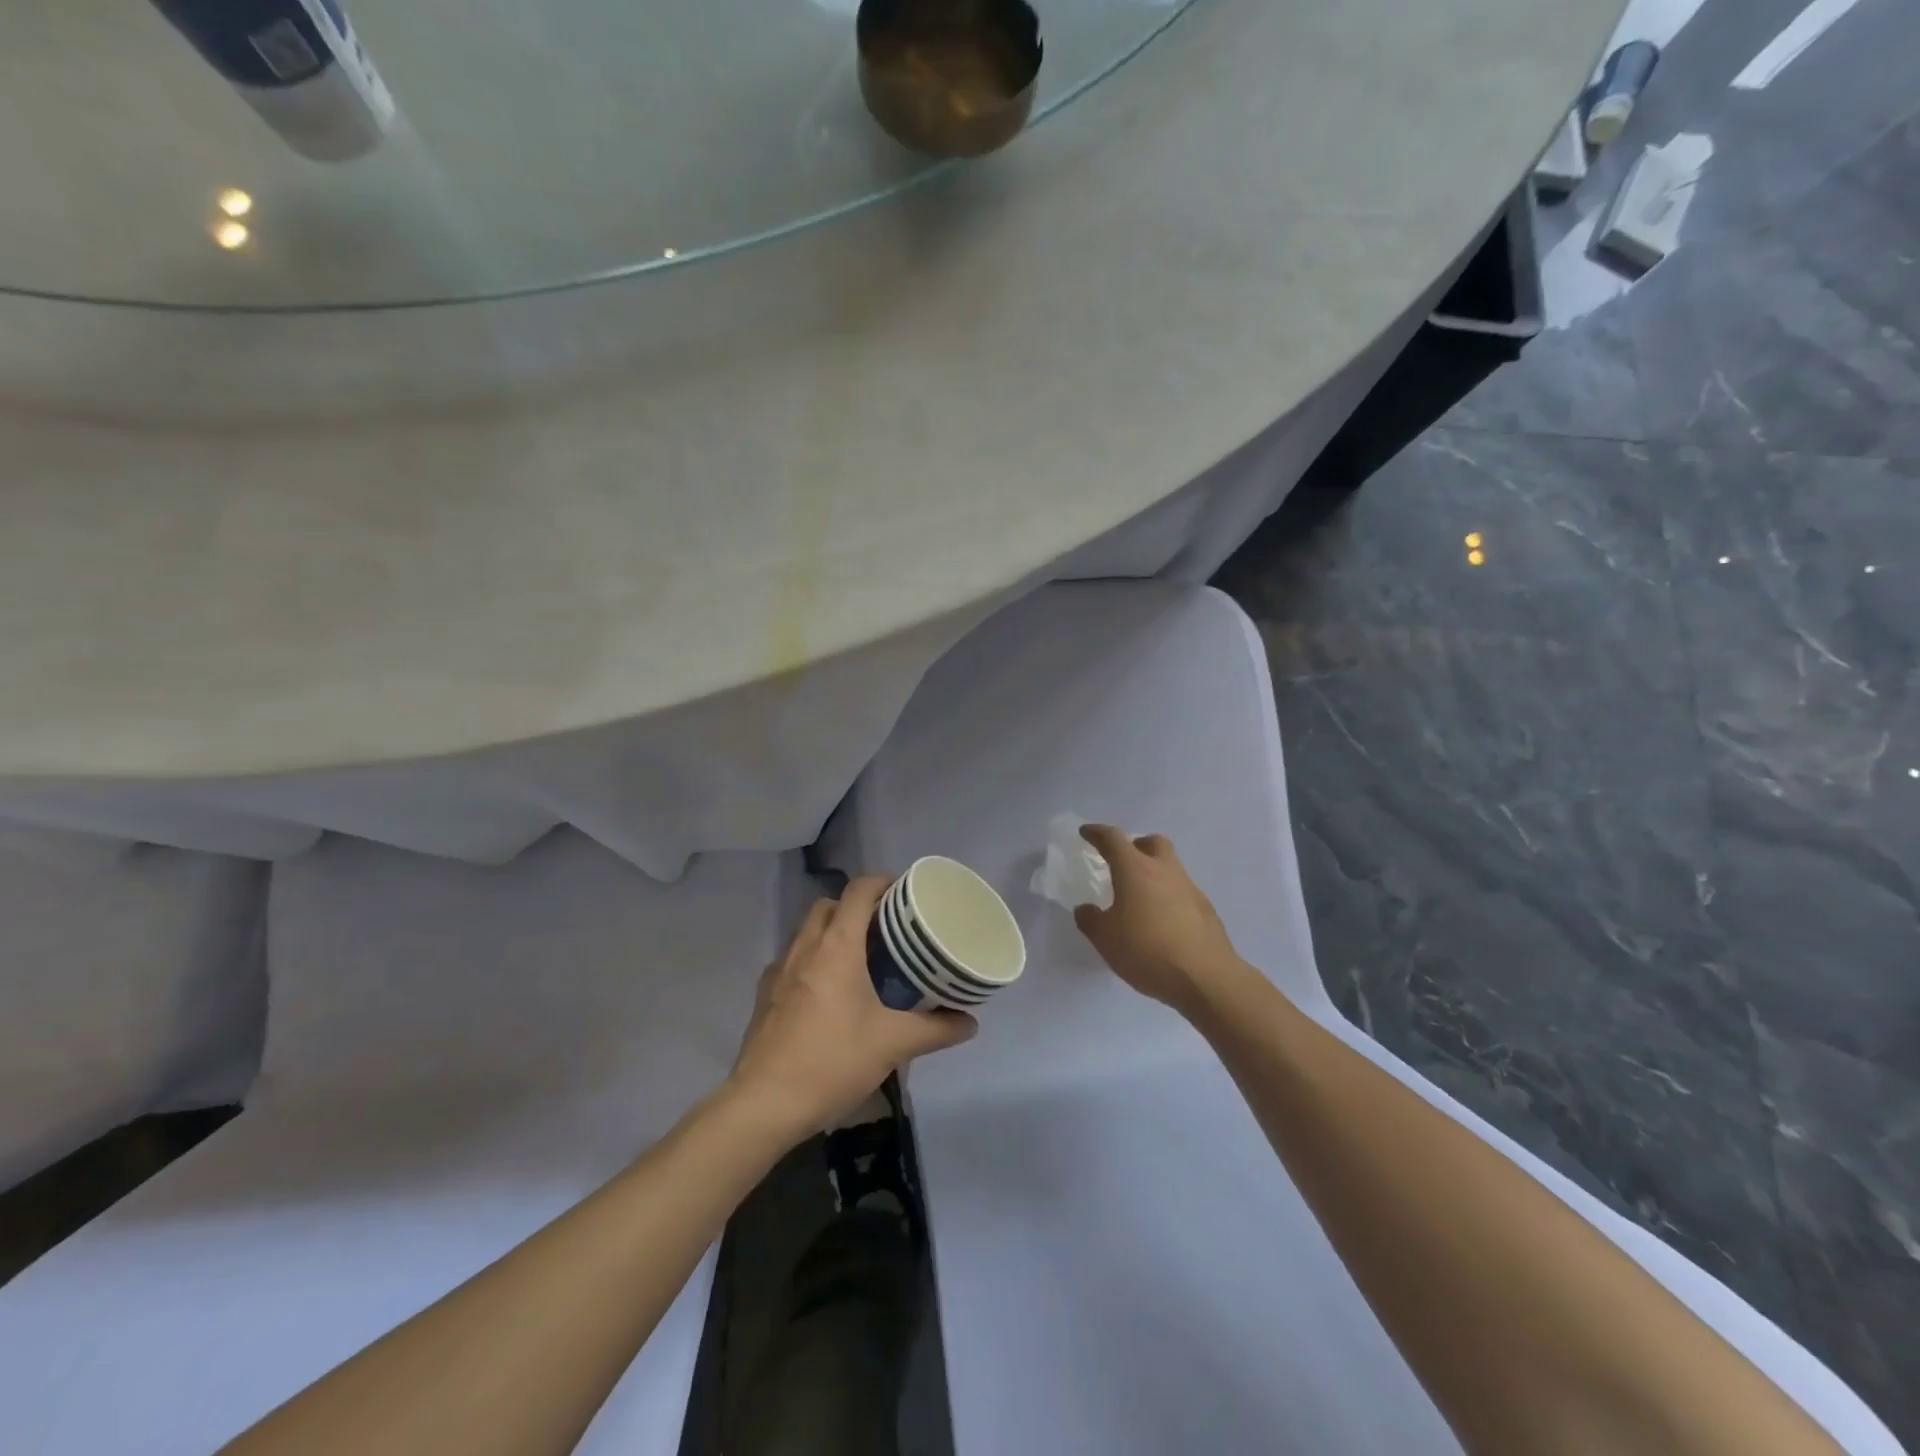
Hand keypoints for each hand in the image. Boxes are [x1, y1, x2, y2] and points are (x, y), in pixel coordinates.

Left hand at [729, 876, 976, 1139]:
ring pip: (807, 931)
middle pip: (830, 905)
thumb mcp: (893, 1044)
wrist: (764, 1104)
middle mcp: (805, 947)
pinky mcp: (764, 995)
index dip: (882, 882)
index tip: (904, 892)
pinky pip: (791, 960)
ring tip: (860, 958)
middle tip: (885, 928)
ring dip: (832, 932)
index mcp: (837, 946)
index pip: (858, 891)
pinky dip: (811, 960)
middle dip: (856, 906)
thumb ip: (936, 1029)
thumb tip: (970, 1022)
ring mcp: (779, 970)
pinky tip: (826, 992)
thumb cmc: (832, 1061)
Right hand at [1074, 825, 1247, 1017]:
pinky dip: (1169, 896)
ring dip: (1154, 872)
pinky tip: (1162, 921)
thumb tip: (1086, 909)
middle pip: (1152, 842)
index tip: (1087, 832)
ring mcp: (1190, 888)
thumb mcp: (1105, 939)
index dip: (1097, 833)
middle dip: (1136, 845)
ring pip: (1171, 866)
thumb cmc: (1147, 951)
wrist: (1206, 977)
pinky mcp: (1206, 909)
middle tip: (1123, 861)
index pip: (1113, 839)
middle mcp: (1164, 870)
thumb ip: (1090, 920)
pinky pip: (1182, 891)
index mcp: (1135, 870)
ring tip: (1141, 898)